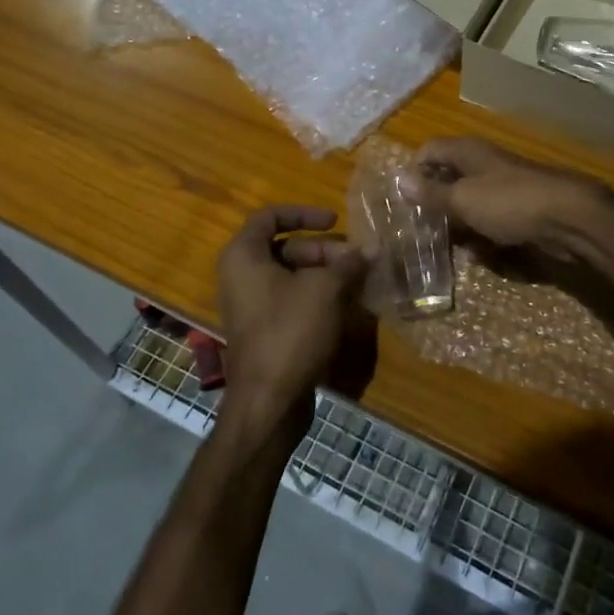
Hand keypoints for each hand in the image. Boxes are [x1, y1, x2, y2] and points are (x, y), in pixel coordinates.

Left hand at [215, 206, 370, 442]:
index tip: (335, 221)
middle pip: (284, 247)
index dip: (304, 213)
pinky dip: (314, 295)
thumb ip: (348, 263)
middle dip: (323, 250)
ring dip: (323, 273)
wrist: (268, 401)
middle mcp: (240, 275)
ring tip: (356, 281)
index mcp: (243, 256)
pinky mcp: (262, 329)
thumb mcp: (325, 290)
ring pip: (289, 275)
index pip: (270, 216)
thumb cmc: (290, 332)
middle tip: (354, 261)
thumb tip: (373, 247)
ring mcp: (249, 304)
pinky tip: (343, 304)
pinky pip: (288, 299)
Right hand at [412, 137, 613, 270]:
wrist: (569, 218)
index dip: (413, 171)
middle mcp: (483, 164)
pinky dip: (481, 234)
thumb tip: (399, 179)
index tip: (400, 201)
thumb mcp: (463, 198)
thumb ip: (431, 192)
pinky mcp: (519, 210)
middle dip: (433, 201)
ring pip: (468, 202)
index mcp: (467, 152)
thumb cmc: (509, 202)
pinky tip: (476, 253)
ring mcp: (503, 187)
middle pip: (448, 177)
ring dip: (456, 222)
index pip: (429, 150)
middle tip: (415, 228)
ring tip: (439, 246)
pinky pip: (490, 220)